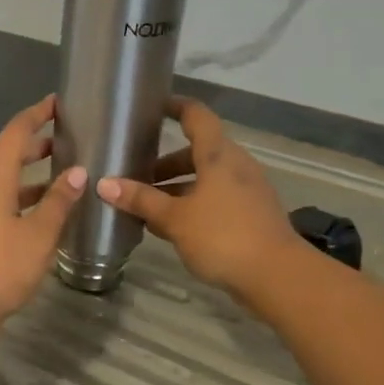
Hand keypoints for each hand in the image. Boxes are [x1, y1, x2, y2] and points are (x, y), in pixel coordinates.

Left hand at [0, 95, 87, 330]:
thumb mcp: (38, 235)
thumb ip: (58, 202)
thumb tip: (78, 171)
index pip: (15, 133)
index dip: (36, 115)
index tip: (57, 102)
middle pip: (8, 155)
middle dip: (36, 143)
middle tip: (68, 138)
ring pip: (7, 181)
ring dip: (33, 173)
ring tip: (65, 174)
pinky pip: (5, 202)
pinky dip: (26, 198)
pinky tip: (47, 214)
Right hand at [96, 98, 296, 300]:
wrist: (278, 277)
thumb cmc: (223, 236)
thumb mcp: (175, 218)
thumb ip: (141, 200)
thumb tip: (105, 184)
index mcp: (219, 155)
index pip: (196, 116)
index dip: (174, 107)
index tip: (152, 108)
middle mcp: (236, 165)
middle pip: (197, 152)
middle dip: (165, 163)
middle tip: (135, 175)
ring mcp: (247, 191)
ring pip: (206, 179)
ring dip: (177, 188)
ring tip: (146, 206)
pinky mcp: (252, 215)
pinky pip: (216, 200)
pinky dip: (193, 205)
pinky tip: (171, 228)